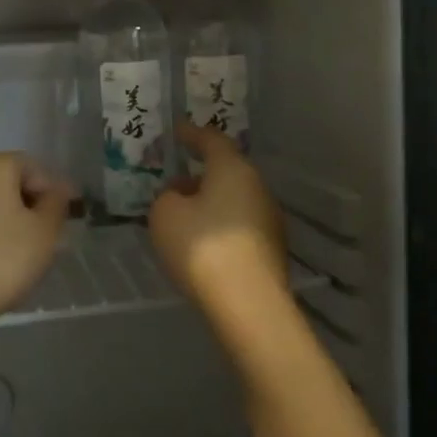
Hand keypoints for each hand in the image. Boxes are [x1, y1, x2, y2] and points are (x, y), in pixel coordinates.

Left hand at [0, 153, 72, 333]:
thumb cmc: (1, 261)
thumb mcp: (44, 232)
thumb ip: (56, 203)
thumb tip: (57, 190)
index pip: (32, 167)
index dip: (52, 190)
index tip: (65, 218)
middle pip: (7, 179)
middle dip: (29, 202)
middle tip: (46, 233)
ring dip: (6, 215)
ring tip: (21, 248)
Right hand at [148, 124, 287, 312]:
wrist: (248, 306)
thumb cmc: (202, 247)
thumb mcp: (165, 214)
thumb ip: (168, 197)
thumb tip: (181, 196)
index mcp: (233, 169)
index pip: (212, 140)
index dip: (192, 133)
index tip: (177, 130)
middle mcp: (257, 188)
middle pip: (226, 171)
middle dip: (200, 174)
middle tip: (173, 181)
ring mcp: (269, 220)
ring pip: (233, 200)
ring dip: (210, 202)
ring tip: (183, 216)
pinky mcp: (271, 251)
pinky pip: (238, 226)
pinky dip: (219, 226)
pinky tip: (201, 243)